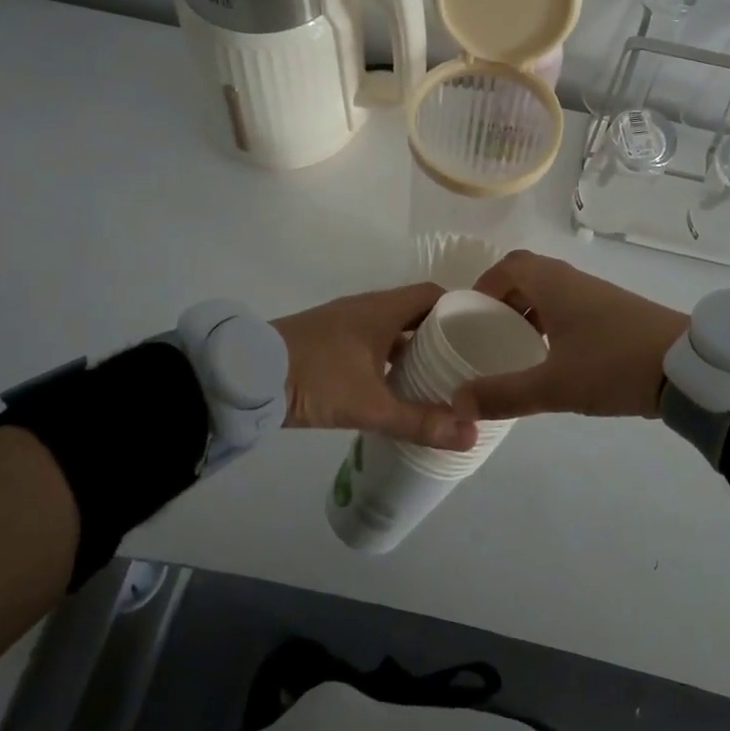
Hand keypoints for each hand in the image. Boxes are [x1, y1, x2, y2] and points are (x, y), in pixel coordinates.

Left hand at [275, 283, 478, 450]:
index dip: (459, 310)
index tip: (481, 334)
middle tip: (466, 362)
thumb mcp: (370, 404)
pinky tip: (395, 387)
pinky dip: (389, 358)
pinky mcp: (328, 341)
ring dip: (413, 348)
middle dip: (440, 334)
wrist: (248, 376)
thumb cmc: (317, 377)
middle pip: (415, 312)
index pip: (433, 295)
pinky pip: (372, 342)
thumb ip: (419, 421)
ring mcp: (345, 323)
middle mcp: (367, 308)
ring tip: (438, 378)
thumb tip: (469, 435)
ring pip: (391, 329)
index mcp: (383, 309)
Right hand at [463, 251, 688, 419]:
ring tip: (515, 348)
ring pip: (552, 293)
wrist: (687, 368)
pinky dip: (553, 323)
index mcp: (554, 284)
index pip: (510, 265)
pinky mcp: (617, 314)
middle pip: (529, 277)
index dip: (485, 283)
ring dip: (529, 313)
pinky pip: (572, 307)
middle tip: (487, 334)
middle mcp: (574, 281)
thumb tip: (457, 402)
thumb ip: (504, 394)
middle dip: (504, 301)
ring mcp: (598, 295)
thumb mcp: (553, 386)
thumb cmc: (613, 365)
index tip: (469, 313)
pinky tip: (554, 358)